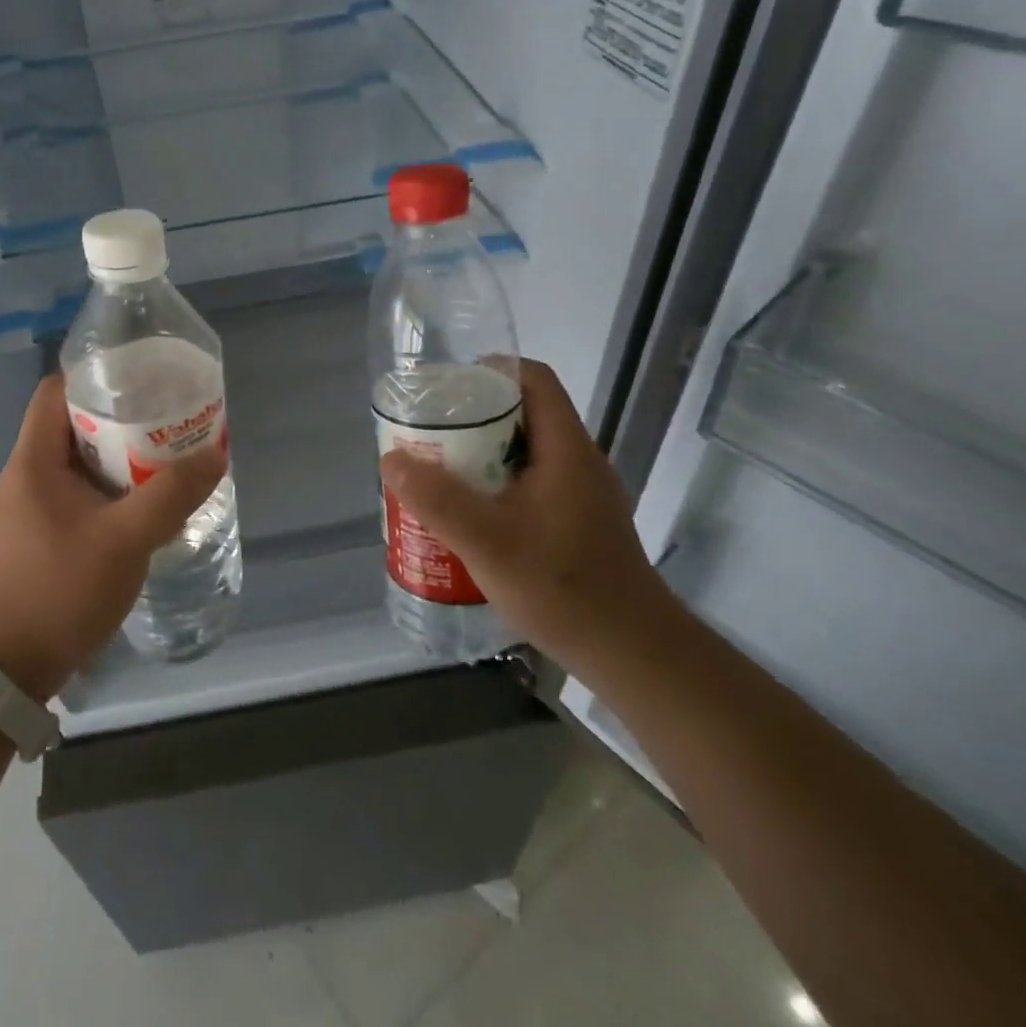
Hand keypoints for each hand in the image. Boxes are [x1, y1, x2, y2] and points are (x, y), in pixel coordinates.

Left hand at [0, 374, 226, 699]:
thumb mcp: (125, 539)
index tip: (142, 377)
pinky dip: (112, 486)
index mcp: (34, 460)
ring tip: (167, 451)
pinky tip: (147, 498)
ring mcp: (33, 506)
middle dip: (121, 416)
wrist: (12, 667)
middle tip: (168, 415)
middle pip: (73, 422)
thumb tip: (215, 455)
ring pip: (80, 460)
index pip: (56, 391)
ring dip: (120, 454)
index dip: (96, 376)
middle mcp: (28, 474)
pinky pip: (81, 491)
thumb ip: (171, 495)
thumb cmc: (61, 590)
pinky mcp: (43, 532)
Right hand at [379, 358, 676, 677]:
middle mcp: (579, 462)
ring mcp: (584, 494)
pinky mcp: (581, 523)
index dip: (491, 370)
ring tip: (440, 473)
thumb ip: (438, 500)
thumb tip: (391, 458)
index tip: (447, 388)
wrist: (634, 656)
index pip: (534, 380)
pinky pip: (533, 484)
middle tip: (430, 435)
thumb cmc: (564, 590)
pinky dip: (498, 486)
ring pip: (526, 453)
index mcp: (566, 449)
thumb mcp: (489, 543)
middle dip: (473, 418)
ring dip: (482, 455)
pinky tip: (472, 517)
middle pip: (525, 414)